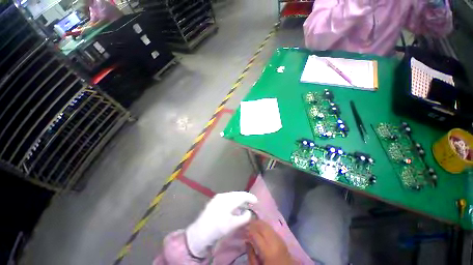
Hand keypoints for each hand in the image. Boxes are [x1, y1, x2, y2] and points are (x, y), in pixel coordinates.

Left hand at [186, 191, 257, 257]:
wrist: (199, 232)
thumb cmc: (216, 229)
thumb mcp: (231, 226)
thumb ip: (243, 218)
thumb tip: (248, 212)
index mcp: (227, 201)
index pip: (241, 196)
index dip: (250, 197)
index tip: (256, 201)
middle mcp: (223, 196)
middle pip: (237, 194)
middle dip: (245, 197)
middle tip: (252, 202)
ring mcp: (218, 197)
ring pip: (232, 195)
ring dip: (239, 198)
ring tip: (245, 204)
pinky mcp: (215, 200)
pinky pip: (228, 197)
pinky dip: (234, 200)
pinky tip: (235, 206)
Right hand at [247, 220, 293, 264]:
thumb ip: (251, 255)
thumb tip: (247, 241)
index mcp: (268, 250)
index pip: (256, 234)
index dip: (248, 230)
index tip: (242, 230)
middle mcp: (274, 241)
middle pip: (262, 227)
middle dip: (253, 223)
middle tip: (246, 223)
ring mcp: (279, 239)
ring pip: (267, 225)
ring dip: (259, 223)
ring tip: (252, 224)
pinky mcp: (282, 239)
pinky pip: (271, 228)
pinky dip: (265, 226)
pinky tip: (260, 227)